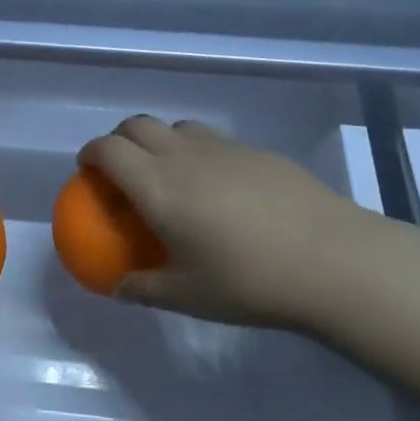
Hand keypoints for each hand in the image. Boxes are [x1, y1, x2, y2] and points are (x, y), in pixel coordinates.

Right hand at [77, 115, 381, 329]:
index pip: (108, 149)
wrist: (332, 260)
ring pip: (178, 127)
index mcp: (157, 185)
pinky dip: (199, 152)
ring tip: (171, 175)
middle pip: (138, 124)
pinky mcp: (258, 151)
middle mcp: (184, 155)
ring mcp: (224, 147)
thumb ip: (144, 288)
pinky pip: (214, 140)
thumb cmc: (248, 280)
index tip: (87, 170)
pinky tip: (220, 188)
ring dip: (161, 141)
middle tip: (122, 170)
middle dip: (120, 139)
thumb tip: (119, 288)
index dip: (90, 153)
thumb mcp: (187, 295)